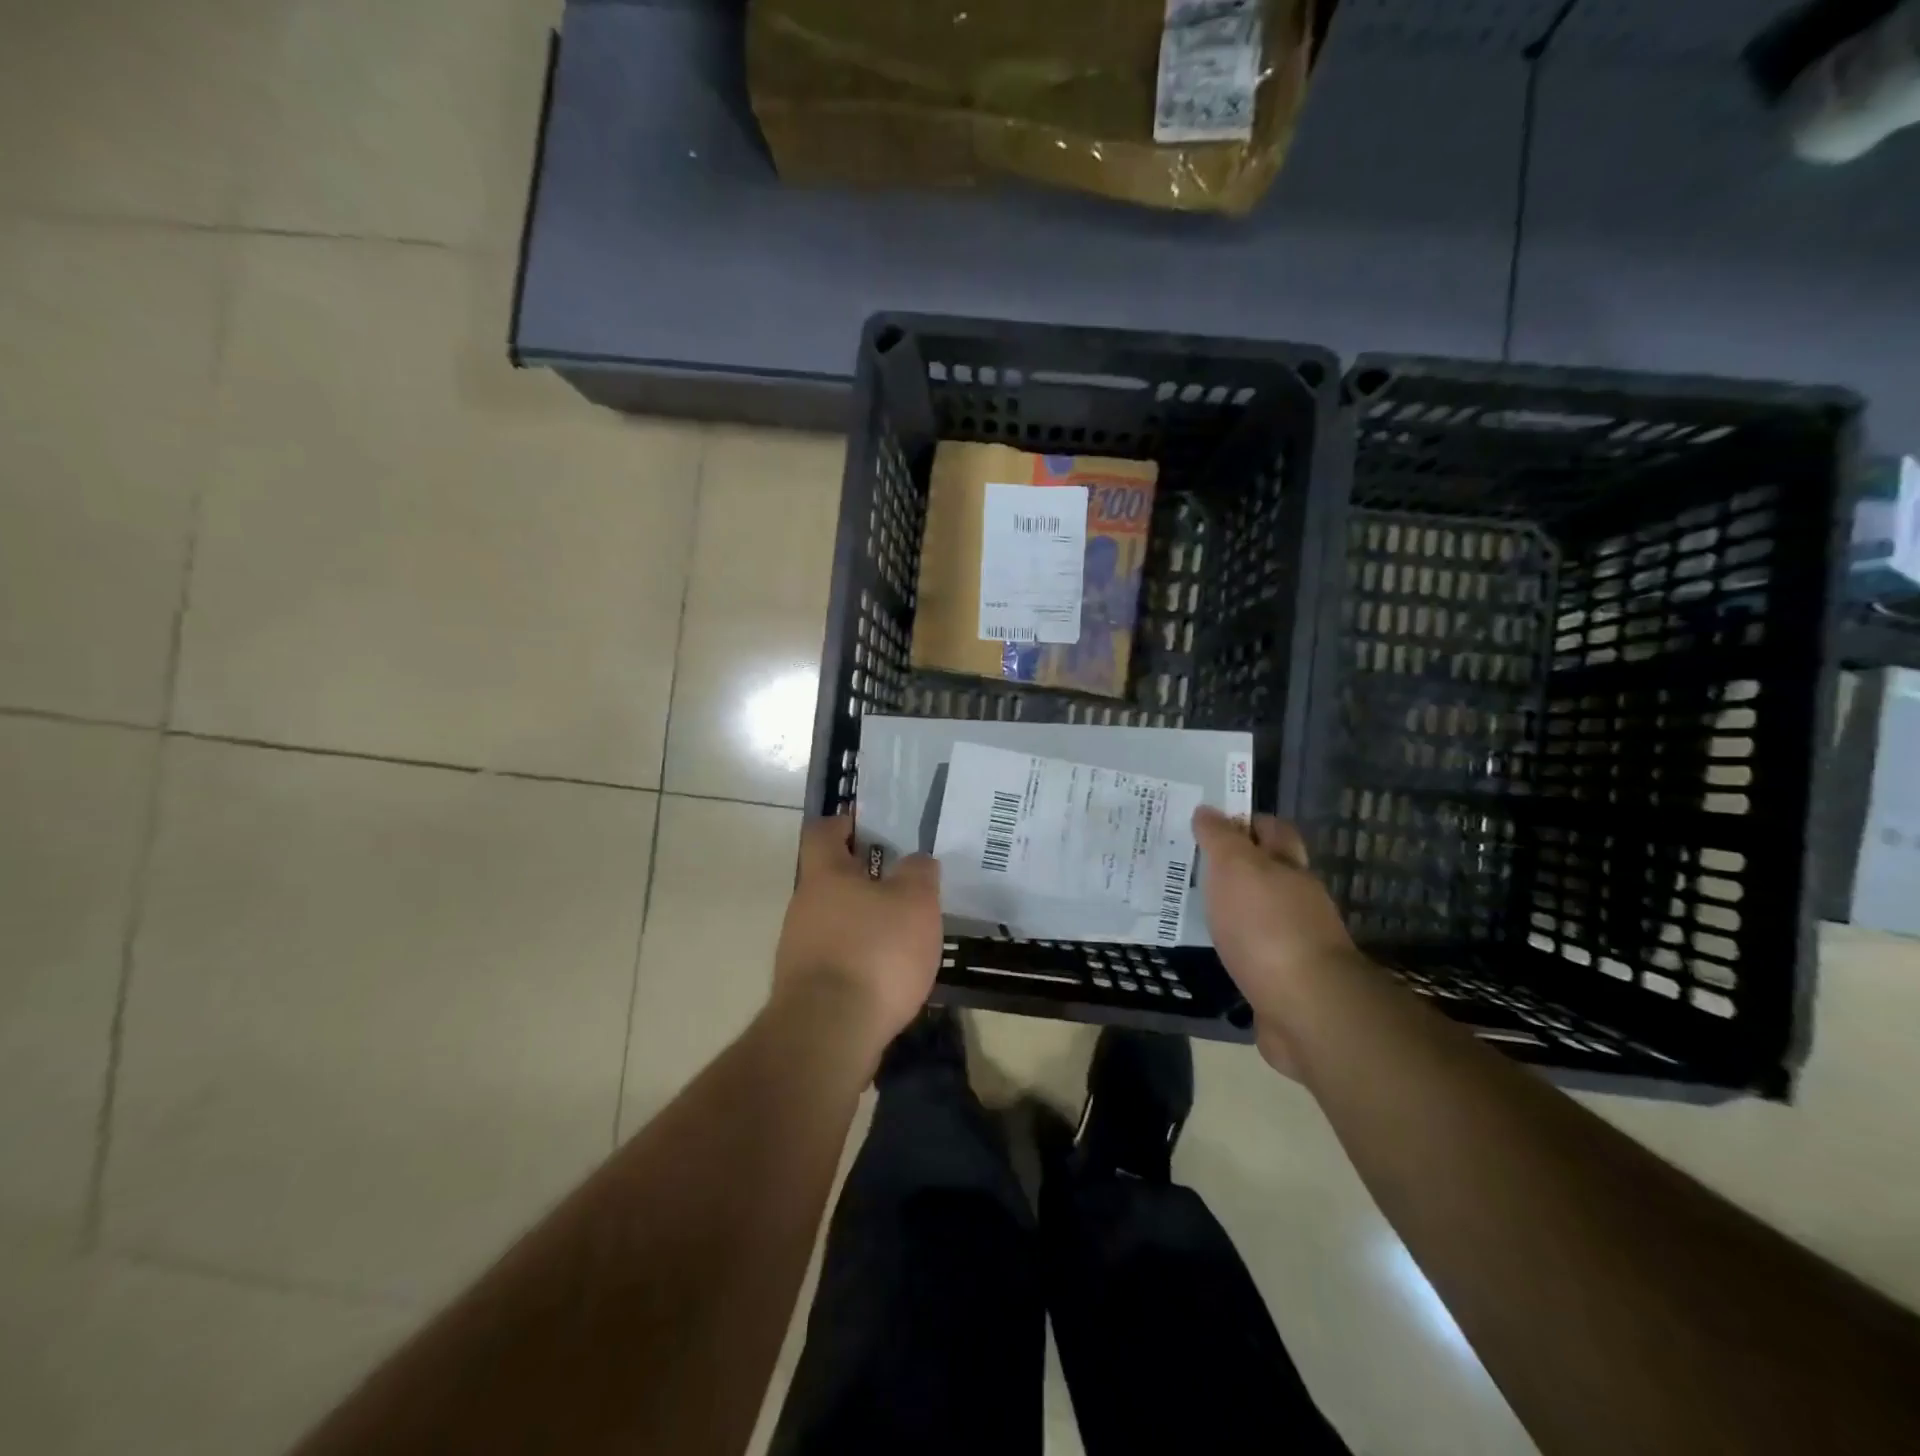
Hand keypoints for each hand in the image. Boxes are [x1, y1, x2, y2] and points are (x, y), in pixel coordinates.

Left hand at [774, 815, 942, 1060]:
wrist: (829, 1034)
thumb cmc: (875, 952)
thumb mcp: (915, 902)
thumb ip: (919, 873)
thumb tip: (915, 861)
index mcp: (825, 875)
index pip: (823, 832)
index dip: (845, 824)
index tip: (870, 828)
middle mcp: (804, 907)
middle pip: (830, 880)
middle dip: (865, 880)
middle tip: (904, 887)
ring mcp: (798, 949)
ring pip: (834, 921)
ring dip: (863, 923)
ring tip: (903, 936)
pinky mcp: (804, 989)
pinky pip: (836, 959)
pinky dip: (860, 960)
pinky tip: (888, 977)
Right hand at [1192, 806, 1360, 1075]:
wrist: (1305, 1007)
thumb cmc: (1266, 926)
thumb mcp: (1235, 868)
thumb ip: (1220, 838)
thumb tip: (1207, 811)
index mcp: (1289, 866)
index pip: (1272, 829)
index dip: (1246, 821)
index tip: (1210, 823)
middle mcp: (1299, 899)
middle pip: (1269, 870)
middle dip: (1238, 865)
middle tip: (1195, 863)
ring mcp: (1296, 940)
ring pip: (1261, 911)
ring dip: (1236, 907)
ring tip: (1196, 905)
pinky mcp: (1286, 978)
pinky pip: (1256, 950)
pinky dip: (1237, 944)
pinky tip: (1214, 947)